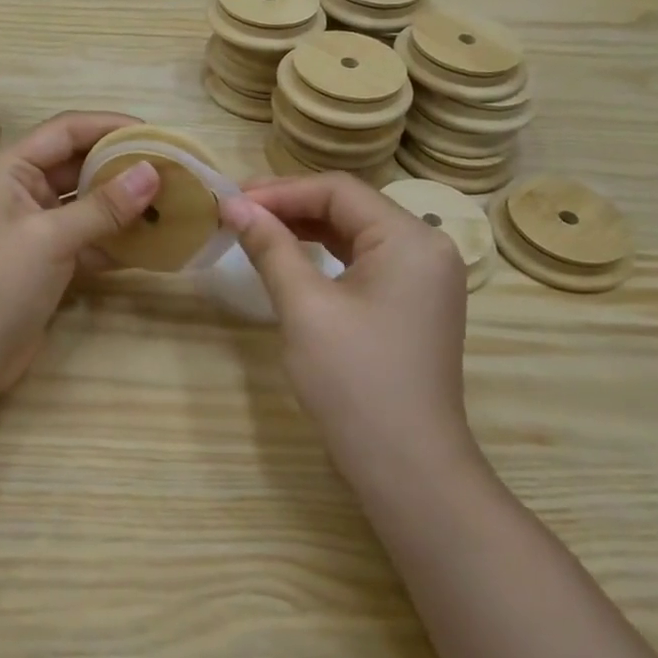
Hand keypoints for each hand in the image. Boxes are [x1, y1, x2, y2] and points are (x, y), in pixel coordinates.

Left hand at [0, 112, 161, 399]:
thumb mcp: (51, 237)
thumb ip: (104, 206)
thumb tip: (154, 172)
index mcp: (8, 169)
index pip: (66, 130)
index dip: (110, 126)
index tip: (156, 134)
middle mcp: (19, 190)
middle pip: (77, 164)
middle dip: (121, 166)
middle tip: (170, 169)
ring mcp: (32, 227)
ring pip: (85, 203)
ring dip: (123, 204)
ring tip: (170, 203)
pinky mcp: (45, 260)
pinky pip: (86, 237)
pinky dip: (114, 239)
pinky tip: (152, 243)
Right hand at [219, 174, 474, 462]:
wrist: (408, 467)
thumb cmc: (354, 381)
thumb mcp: (304, 307)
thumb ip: (271, 247)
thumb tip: (233, 205)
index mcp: (410, 238)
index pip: (338, 190)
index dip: (280, 190)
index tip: (230, 200)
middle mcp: (426, 247)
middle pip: (350, 207)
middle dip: (290, 206)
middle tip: (236, 213)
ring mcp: (424, 278)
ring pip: (356, 233)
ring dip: (305, 228)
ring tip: (254, 230)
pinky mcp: (414, 304)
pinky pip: (365, 261)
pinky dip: (325, 255)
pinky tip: (291, 258)